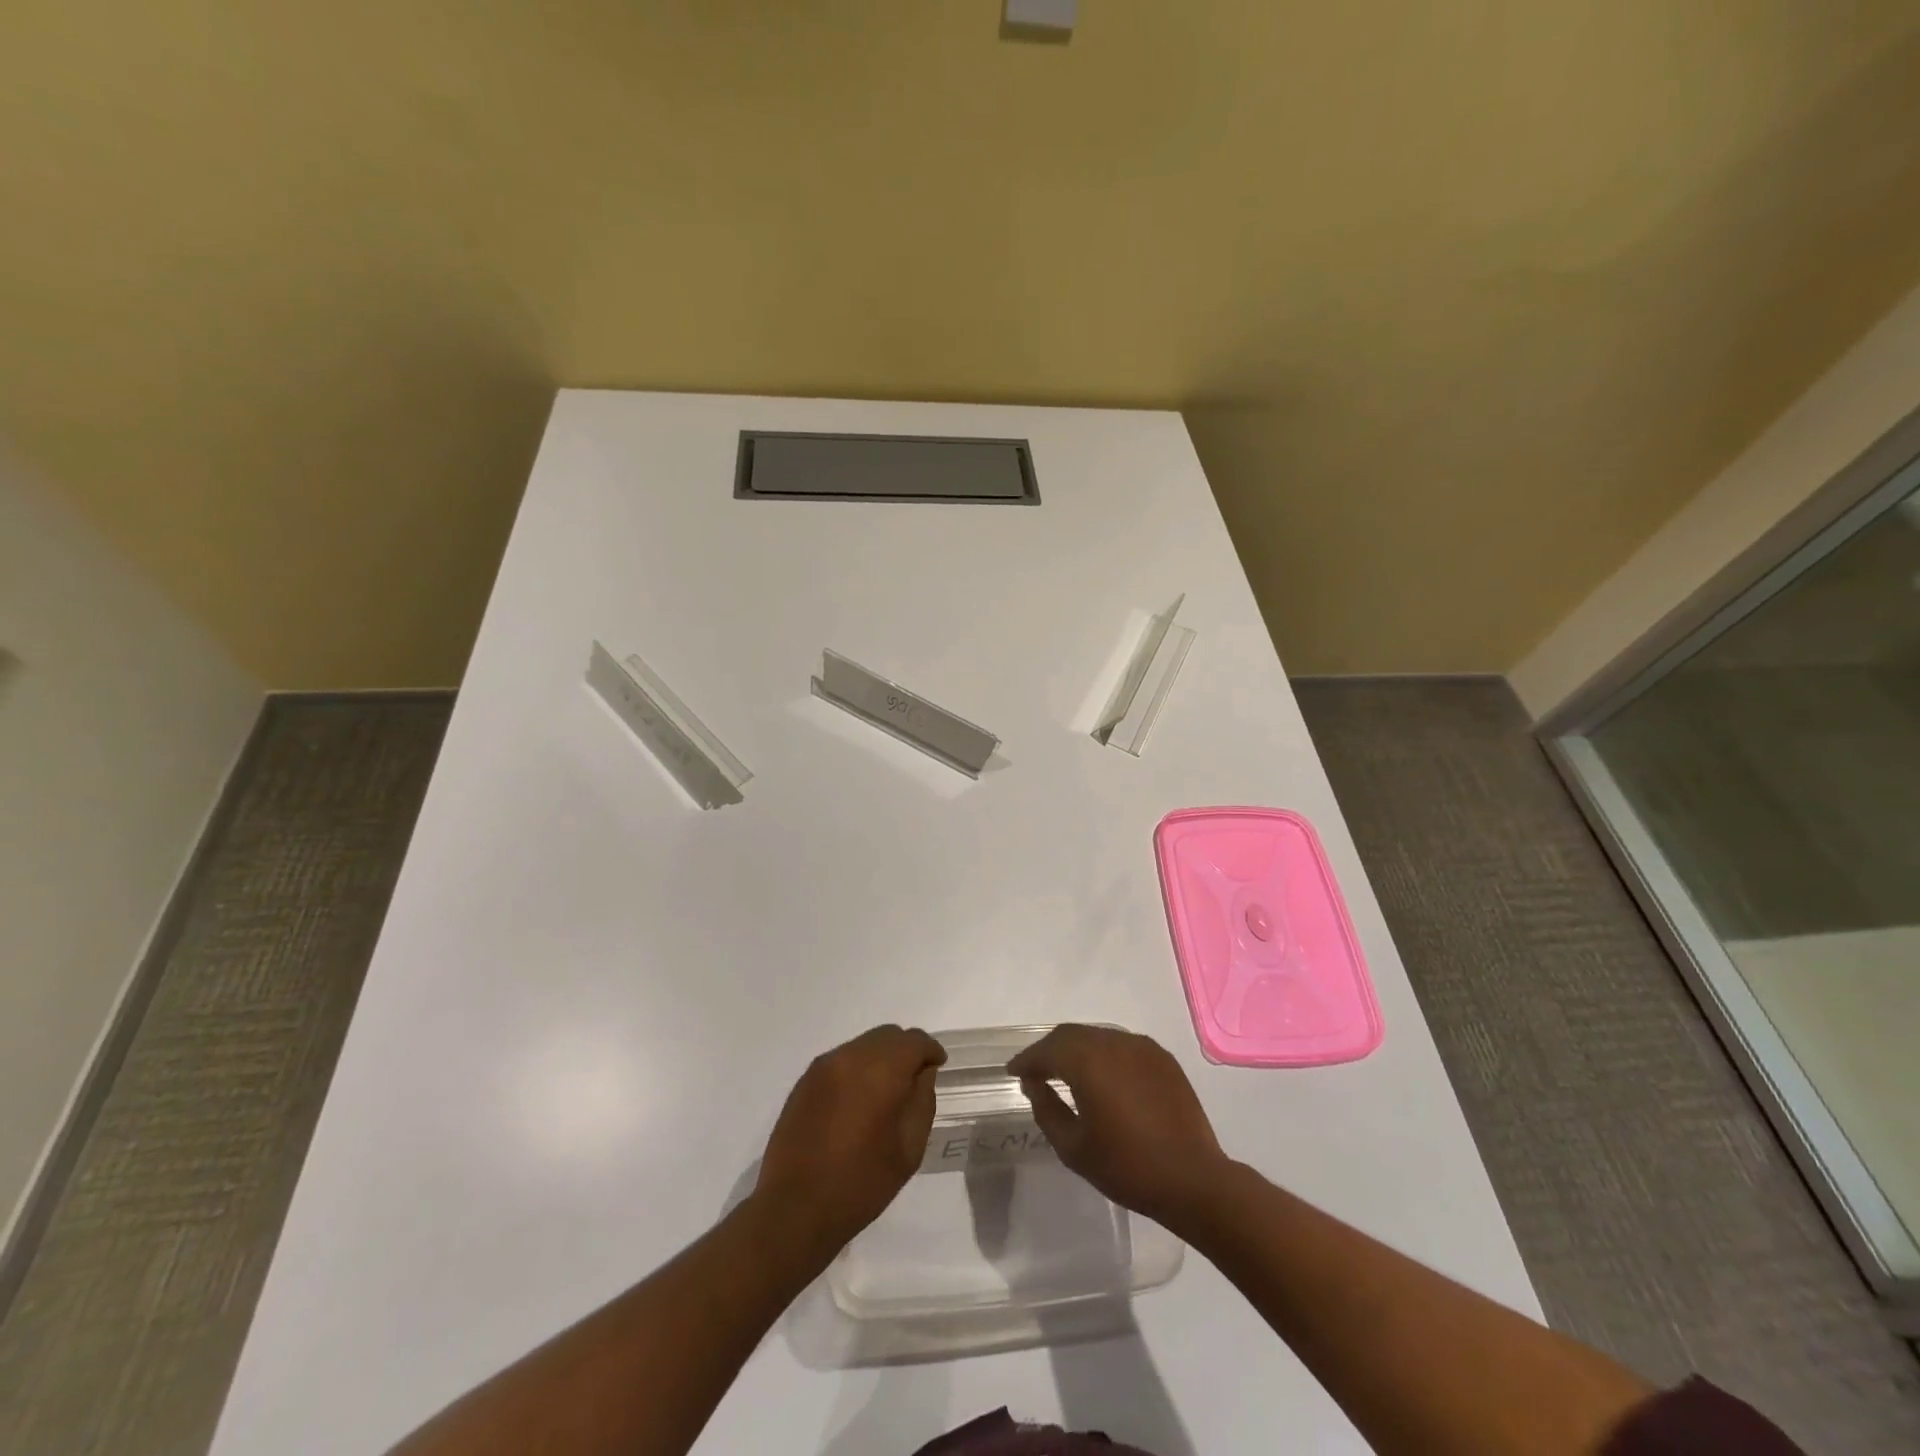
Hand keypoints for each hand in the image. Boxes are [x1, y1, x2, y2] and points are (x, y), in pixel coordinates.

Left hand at [754, 1025, 945, 1257]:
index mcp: (880, 1070)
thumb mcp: (909, 1148)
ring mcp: (823, 1066)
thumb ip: (922, 1100)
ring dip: (880, 1058)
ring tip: (884, 1093)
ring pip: (863, 1044)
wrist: (794, 1209)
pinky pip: (841, 1060)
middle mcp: (850, 1056)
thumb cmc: (861, 1183)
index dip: (930, 1051)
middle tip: (913, 1080)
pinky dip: (857, 1068)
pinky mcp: (805, 1080)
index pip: (914, 1040)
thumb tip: (922, 1072)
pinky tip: (857, 1100)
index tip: (937, 1067)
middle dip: (905, 1051)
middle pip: (887, 1035)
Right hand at [1009, 1025, 1229, 1229]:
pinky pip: (1122, 1045)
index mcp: (1088, 1061)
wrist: (1193, 1179)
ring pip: (1097, 1036)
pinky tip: (1103, 1076)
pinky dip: (1104, 1054)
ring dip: (1077, 1049)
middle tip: (1036, 1071)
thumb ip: (1047, 1110)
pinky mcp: (1162, 1058)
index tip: (1013, 1072)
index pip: (1047, 1050)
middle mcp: (1113, 1042)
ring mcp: (1141, 1047)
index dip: (1026, 1060)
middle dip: (1049, 1050)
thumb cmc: (1127, 1167)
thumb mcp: (1074, 1148)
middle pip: (1071, 1035)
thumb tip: (1036, 1085)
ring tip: (1066, 1072)